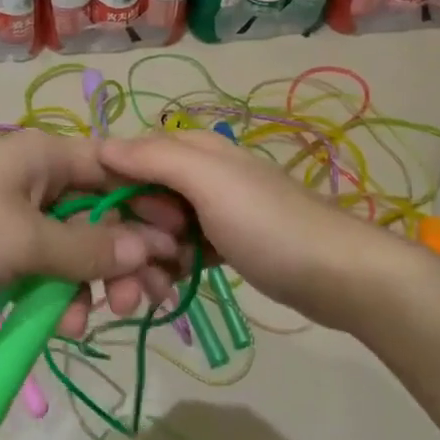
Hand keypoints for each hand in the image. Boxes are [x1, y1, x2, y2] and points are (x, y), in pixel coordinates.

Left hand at [0, 131, 178, 333]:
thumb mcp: (21, 242)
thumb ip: (88, 248)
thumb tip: (150, 247)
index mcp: (43, 155)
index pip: (117, 169)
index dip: (152, 204)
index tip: (179, 247)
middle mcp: (34, 177)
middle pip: (101, 212)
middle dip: (125, 255)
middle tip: (146, 299)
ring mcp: (13, 214)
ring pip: (74, 246)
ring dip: (92, 282)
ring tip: (98, 318)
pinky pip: (42, 267)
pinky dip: (57, 293)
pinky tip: (61, 323)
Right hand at [98, 130, 395, 324]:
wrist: (337, 276)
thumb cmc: (268, 224)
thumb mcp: (209, 182)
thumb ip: (155, 159)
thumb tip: (102, 145)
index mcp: (193, 149)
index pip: (129, 158)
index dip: (109, 191)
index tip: (101, 231)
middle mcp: (198, 174)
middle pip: (139, 199)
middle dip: (126, 237)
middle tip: (127, 281)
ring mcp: (212, 210)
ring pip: (157, 230)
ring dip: (146, 261)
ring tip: (152, 295)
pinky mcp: (223, 243)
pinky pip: (180, 252)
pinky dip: (170, 270)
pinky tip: (169, 293)